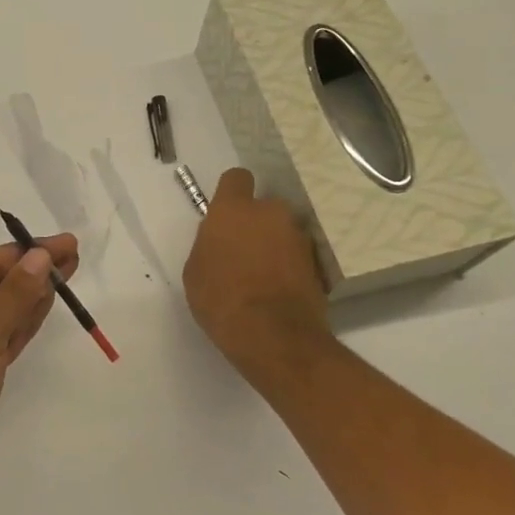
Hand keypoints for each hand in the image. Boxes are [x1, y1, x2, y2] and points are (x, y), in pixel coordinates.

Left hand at [0, 233, 78, 514]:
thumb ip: (15, 293)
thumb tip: (40, 255)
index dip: (27, 251)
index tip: (66, 243)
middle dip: (32, 270)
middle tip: (73, 255)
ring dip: (32, 293)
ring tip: (68, 272)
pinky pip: (0, 335)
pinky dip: (23, 321)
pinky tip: (47, 304)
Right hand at [182, 168, 328, 376]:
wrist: (274, 337)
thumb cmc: (221, 299)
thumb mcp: (195, 271)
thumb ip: (209, 244)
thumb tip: (221, 240)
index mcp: (234, 209)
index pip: (237, 178)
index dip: (231, 193)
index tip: (226, 214)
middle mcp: (271, 213)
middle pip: (264, 206)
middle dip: (256, 222)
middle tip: (244, 251)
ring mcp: (299, 237)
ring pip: (283, 231)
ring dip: (275, 244)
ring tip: (264, 276)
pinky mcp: (318, 263)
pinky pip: (298, 255)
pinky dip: (290, 266)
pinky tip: (279, 290)